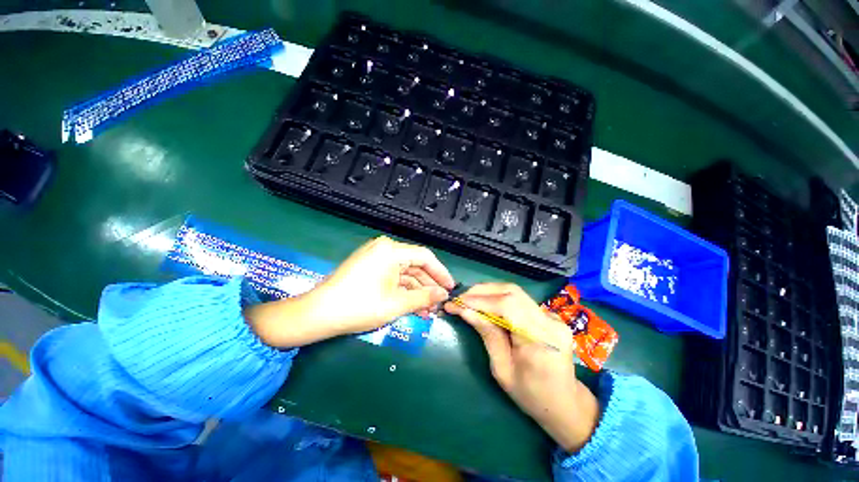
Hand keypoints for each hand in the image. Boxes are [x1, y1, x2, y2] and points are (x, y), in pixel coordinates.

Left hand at [246, 236, 454, 347]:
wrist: (318, 314)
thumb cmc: (360, 306)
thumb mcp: (397, 303)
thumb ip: (424, 297)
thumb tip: (444, 294)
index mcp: (391, 250)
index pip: (425, 257)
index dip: (440, 273)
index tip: (451, 288)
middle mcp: (384, 249)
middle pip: (415, 266)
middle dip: (428, 286)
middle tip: (440, 303)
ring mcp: (375, 258)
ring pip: (404, 274)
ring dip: (416, 292)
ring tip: (428, 311)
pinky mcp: (369, 268)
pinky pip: (392, 277)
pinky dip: (403, 291)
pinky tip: (413, 307)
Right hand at [444, 283, 599, 452]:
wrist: (565, 403)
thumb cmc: (530, 395)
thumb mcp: (502, 369)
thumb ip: (487, 334)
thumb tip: (465, 310)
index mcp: (540, 340)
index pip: (507, 306)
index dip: (479, 300)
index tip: (456, 303)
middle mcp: (550, 322)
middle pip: (512, 292)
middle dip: (482, 291)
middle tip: (460, 298)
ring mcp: (553, 316)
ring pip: (515, 292)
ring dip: (489, 292)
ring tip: (469, 300)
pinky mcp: (549, 315)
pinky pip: (520, 299)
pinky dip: (499, 298)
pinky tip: (487, 305)